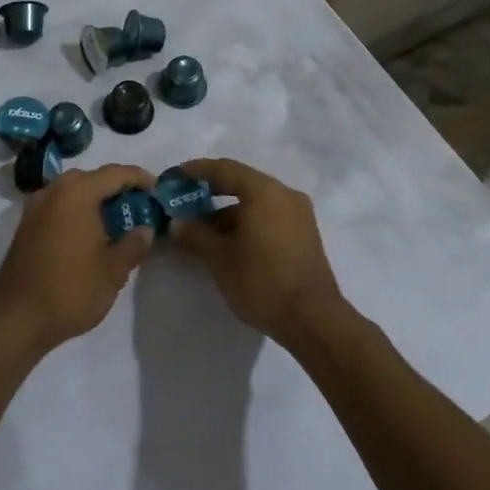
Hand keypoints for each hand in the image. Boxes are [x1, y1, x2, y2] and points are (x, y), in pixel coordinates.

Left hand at [0, 163, 155, 358]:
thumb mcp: (113, 271)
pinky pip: (58, 204)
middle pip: (91, 177)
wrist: (15, 319)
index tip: (157, 188)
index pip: (114, 173)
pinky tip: (88, 232)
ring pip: (71, 190)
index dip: (138, 178)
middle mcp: (53, 191)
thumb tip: (145, 229)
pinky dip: (76, 209)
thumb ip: (133, 245)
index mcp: (77, 193)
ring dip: (94, 198)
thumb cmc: (70, 290)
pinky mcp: (25, 225)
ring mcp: (35, 207)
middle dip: (115, 187)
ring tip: (115, 219)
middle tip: (137, 204)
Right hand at [168, 158, 346, 347]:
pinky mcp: (305, 236)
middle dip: (212, 194)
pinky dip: (247, 224)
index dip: (197, 170)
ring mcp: (299, 215)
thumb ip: (196, 234)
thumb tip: (176, 223)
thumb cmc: (262, 281)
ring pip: (256, 204)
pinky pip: (269, 218)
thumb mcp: (220, 258)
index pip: (225, 169)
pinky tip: (230, 245)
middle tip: (186, 204)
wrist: (314, 320)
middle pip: (242, 184)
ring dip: (229, 214)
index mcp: (264, 191)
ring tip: (203, 234)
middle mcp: (285, 195)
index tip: (176, 176)